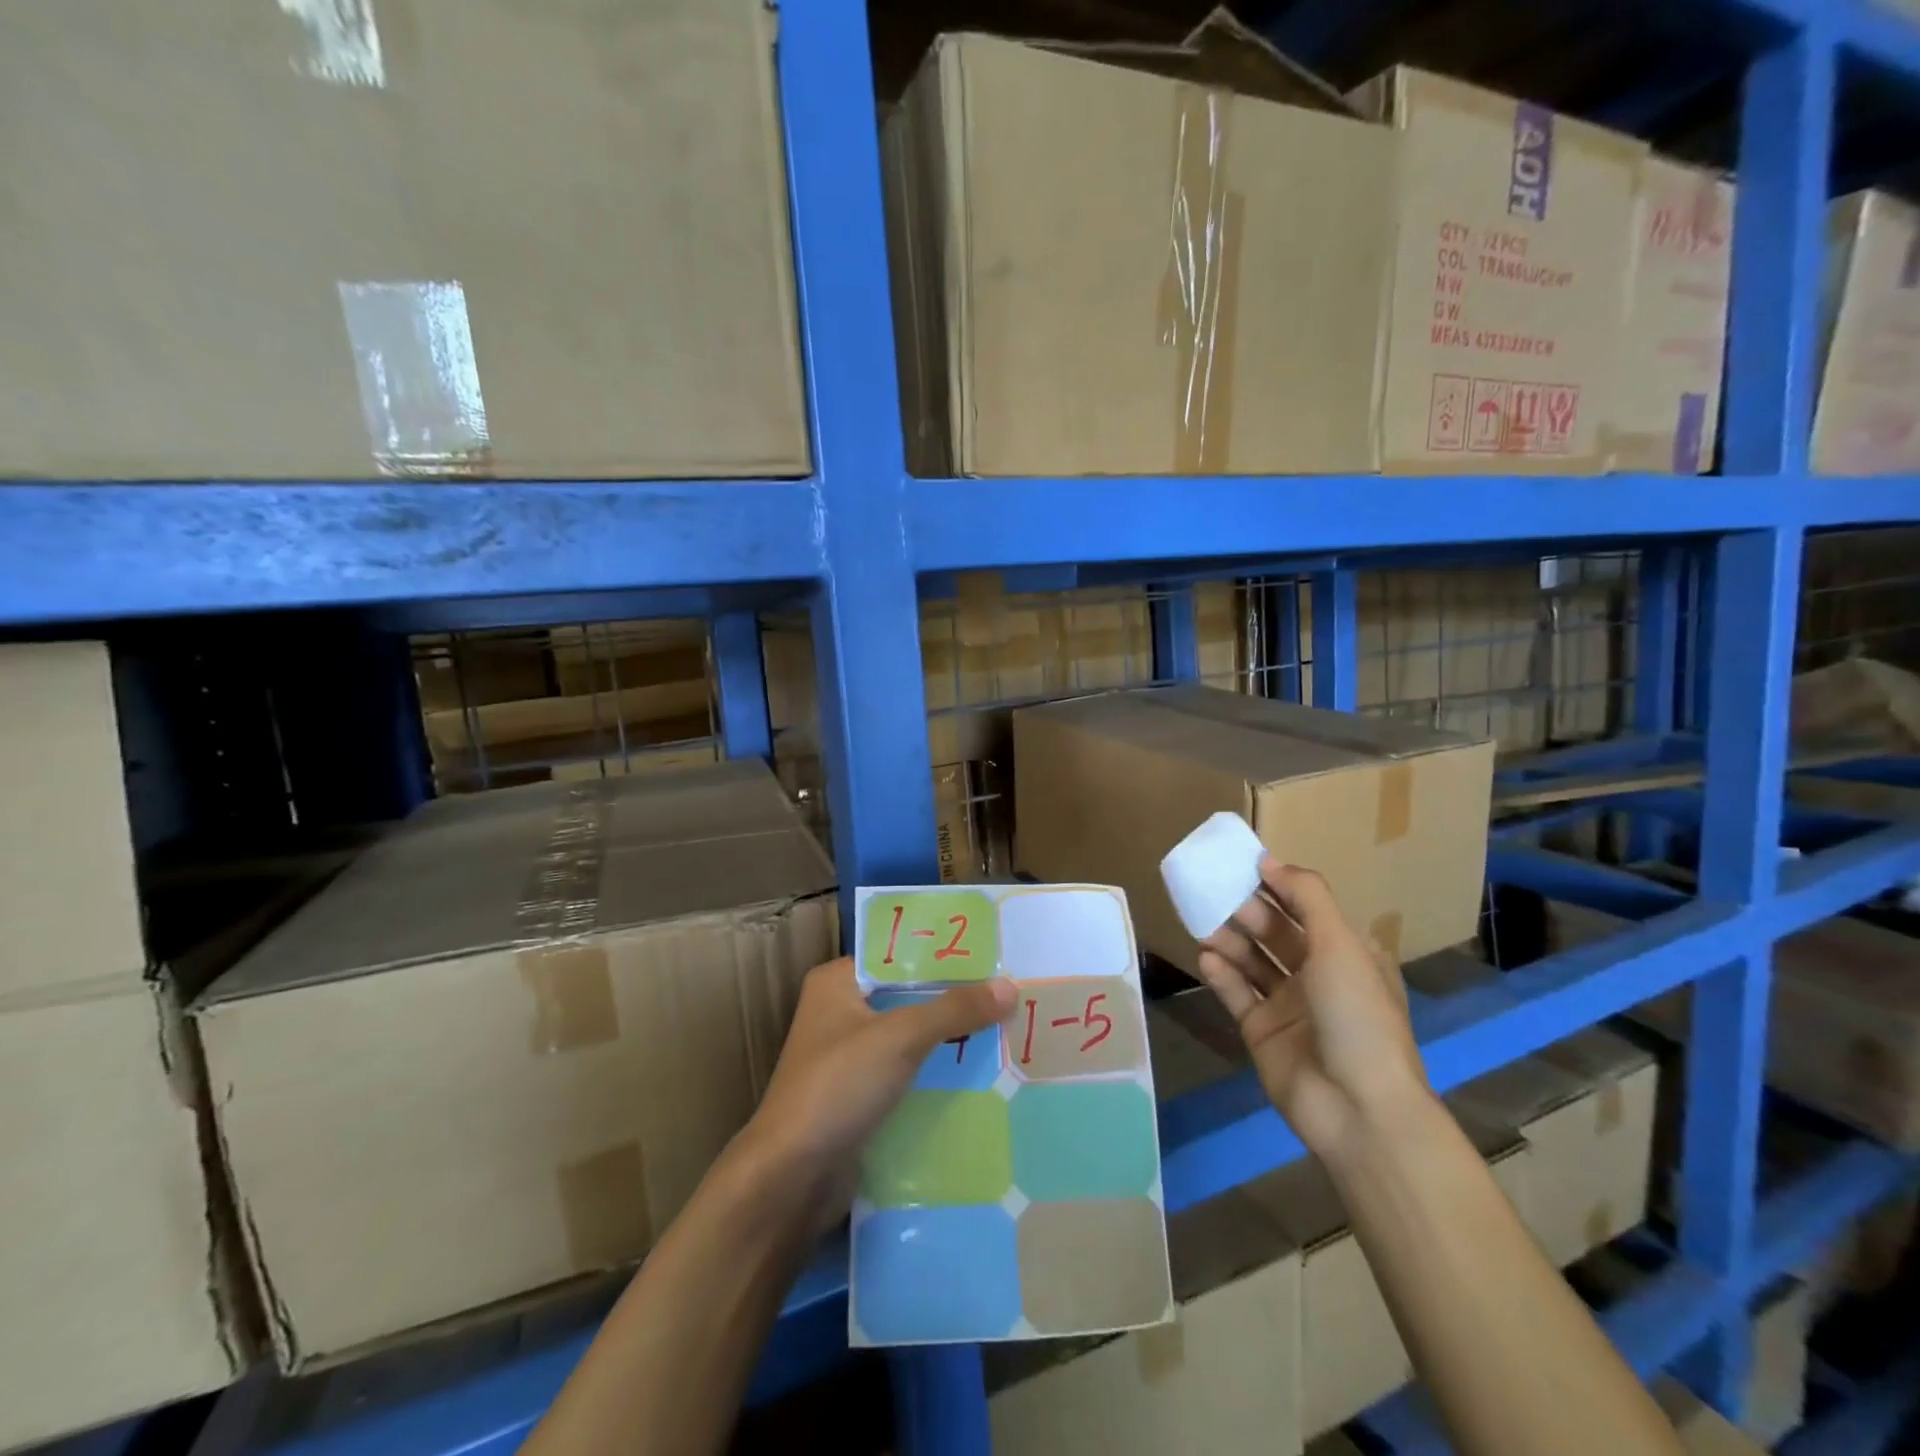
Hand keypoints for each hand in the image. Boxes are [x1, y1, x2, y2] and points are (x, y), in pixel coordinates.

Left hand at [728, 958, 1013, 1232]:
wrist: (792, 1179)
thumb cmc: (838, 1086)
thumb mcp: (900, 1037)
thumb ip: (954, 1009)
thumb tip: (1010, 986)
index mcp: (837, 981)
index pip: (899, 954)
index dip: (943, 953)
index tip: (993, 953)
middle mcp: (841, 1011)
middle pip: (908, 995)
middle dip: (954, 997)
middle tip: (1010, 991)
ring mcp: (849, 1057)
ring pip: (911, 1036)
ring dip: (950, 1036)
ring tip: (1008, 1026)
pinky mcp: (860, 1096)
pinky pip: (908, 1072)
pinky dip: (937, 1071)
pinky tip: (981, 1071)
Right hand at [1196, 859, 1431, 1163]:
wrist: (1358, 1108)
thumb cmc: (1357, 1016)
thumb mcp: (1341, 945)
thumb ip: (1306, 897)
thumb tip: (1269, 860)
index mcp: (1346, 954)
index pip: (1306, 908)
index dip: (1277, 885)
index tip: (1242, 863)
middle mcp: (1316, 976)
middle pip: (1274, 931)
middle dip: (1246, 909)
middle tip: (1214, 890)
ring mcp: (1287, 1005)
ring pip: (1251, 960)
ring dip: (1229, 939)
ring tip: (1204, 923)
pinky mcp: (1260, 1031)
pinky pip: (1236, 993)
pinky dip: (1221, 974)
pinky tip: (1206, 958)